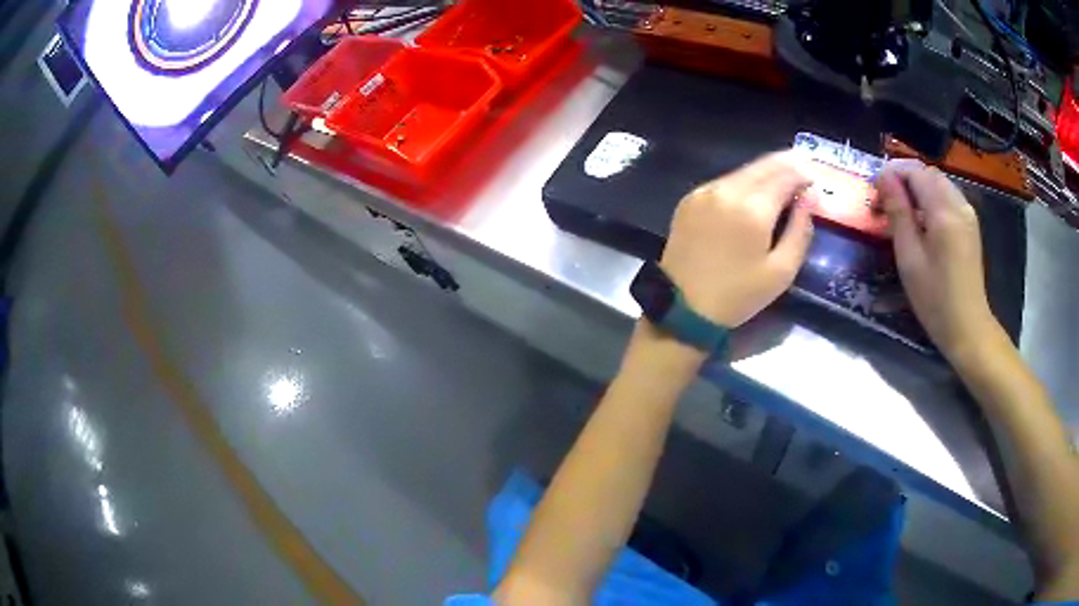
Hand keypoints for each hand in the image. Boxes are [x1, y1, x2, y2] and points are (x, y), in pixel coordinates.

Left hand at [661, 152, 814, 327]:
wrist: (681, 307)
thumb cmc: (737, 295)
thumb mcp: (781, 271)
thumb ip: (800, 229)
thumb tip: (811, 196)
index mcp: (752, 208)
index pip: (785, 174)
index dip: (803, 174)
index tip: (815, 181)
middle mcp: (726, 190)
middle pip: (763, 165)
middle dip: (786, 165)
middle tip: (803, 172)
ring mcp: (704, 191)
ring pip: (743, 170)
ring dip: (765, 172)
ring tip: (783, 183)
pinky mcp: (690, 198)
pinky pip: (725, 181)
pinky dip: (744, 182)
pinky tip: (753, 194)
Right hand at [877, 160, 1002, 361]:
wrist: (968, 328)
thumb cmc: (934, 299)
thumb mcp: (909, 257)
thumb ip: (898, 212)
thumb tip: (883, 177)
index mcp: (943, 211)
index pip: (915, 172)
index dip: (892, 174)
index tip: (876, 191)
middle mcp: (958, 204)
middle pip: (928, 174)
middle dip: (905, 180)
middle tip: (887, 202)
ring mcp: (968, 214)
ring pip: (939, 184)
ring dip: (919, 189)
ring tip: (903, 212)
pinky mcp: (971, 225)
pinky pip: (949, 198)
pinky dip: (932, 199)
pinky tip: (924, 222)